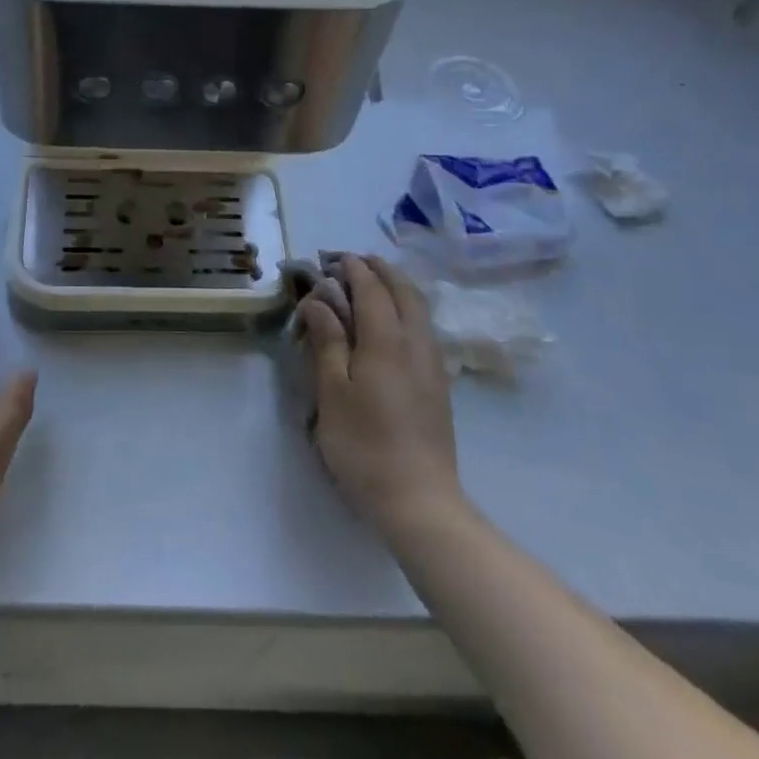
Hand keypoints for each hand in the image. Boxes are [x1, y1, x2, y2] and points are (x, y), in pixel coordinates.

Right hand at [296, 255, 466, 545]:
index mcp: (387, 341)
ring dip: (395, 286)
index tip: (331, 257)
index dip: (352, 268)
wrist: (419, 500)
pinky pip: (424, 326)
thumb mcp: (332, 392)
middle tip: (351, 262)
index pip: (372, 289)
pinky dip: (406, 307)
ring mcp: (433, 364)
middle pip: (403, 290)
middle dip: (379, 269)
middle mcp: (416, 343)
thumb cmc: (364, 445)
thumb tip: (319, 299)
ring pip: (419, 308)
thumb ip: (328, 340)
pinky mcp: (439, 384)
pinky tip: (392, 322)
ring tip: (372, 282)